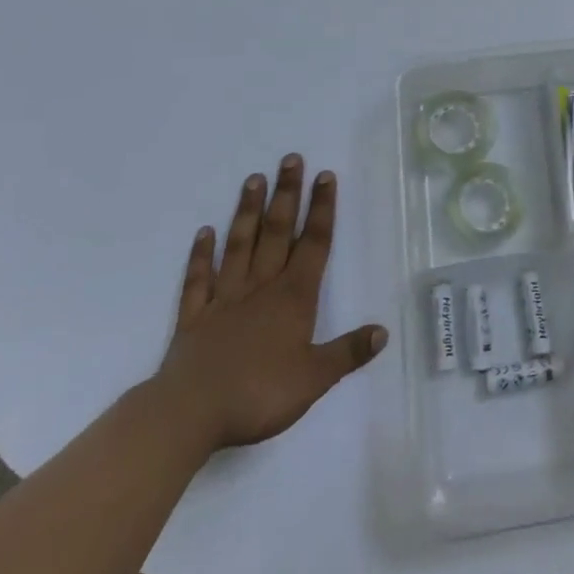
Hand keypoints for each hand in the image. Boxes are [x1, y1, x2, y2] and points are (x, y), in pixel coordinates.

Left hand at [148, 154, 387, 454]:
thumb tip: (383, 331)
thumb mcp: (314, 379)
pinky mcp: (194, 316)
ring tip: (253, 178)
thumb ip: (348, 352)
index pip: (313, 243)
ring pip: (240, 245)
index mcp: (293, 297)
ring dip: (247, 211)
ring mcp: (224, 298)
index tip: (325, 176)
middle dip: (286, 194)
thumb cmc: (258, 394)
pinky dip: (201, 254)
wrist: (189, 415)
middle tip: (290, 158)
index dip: (321, 209)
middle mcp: (261, 287)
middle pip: (277, 232)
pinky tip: (203, 232)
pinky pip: (199, 279)